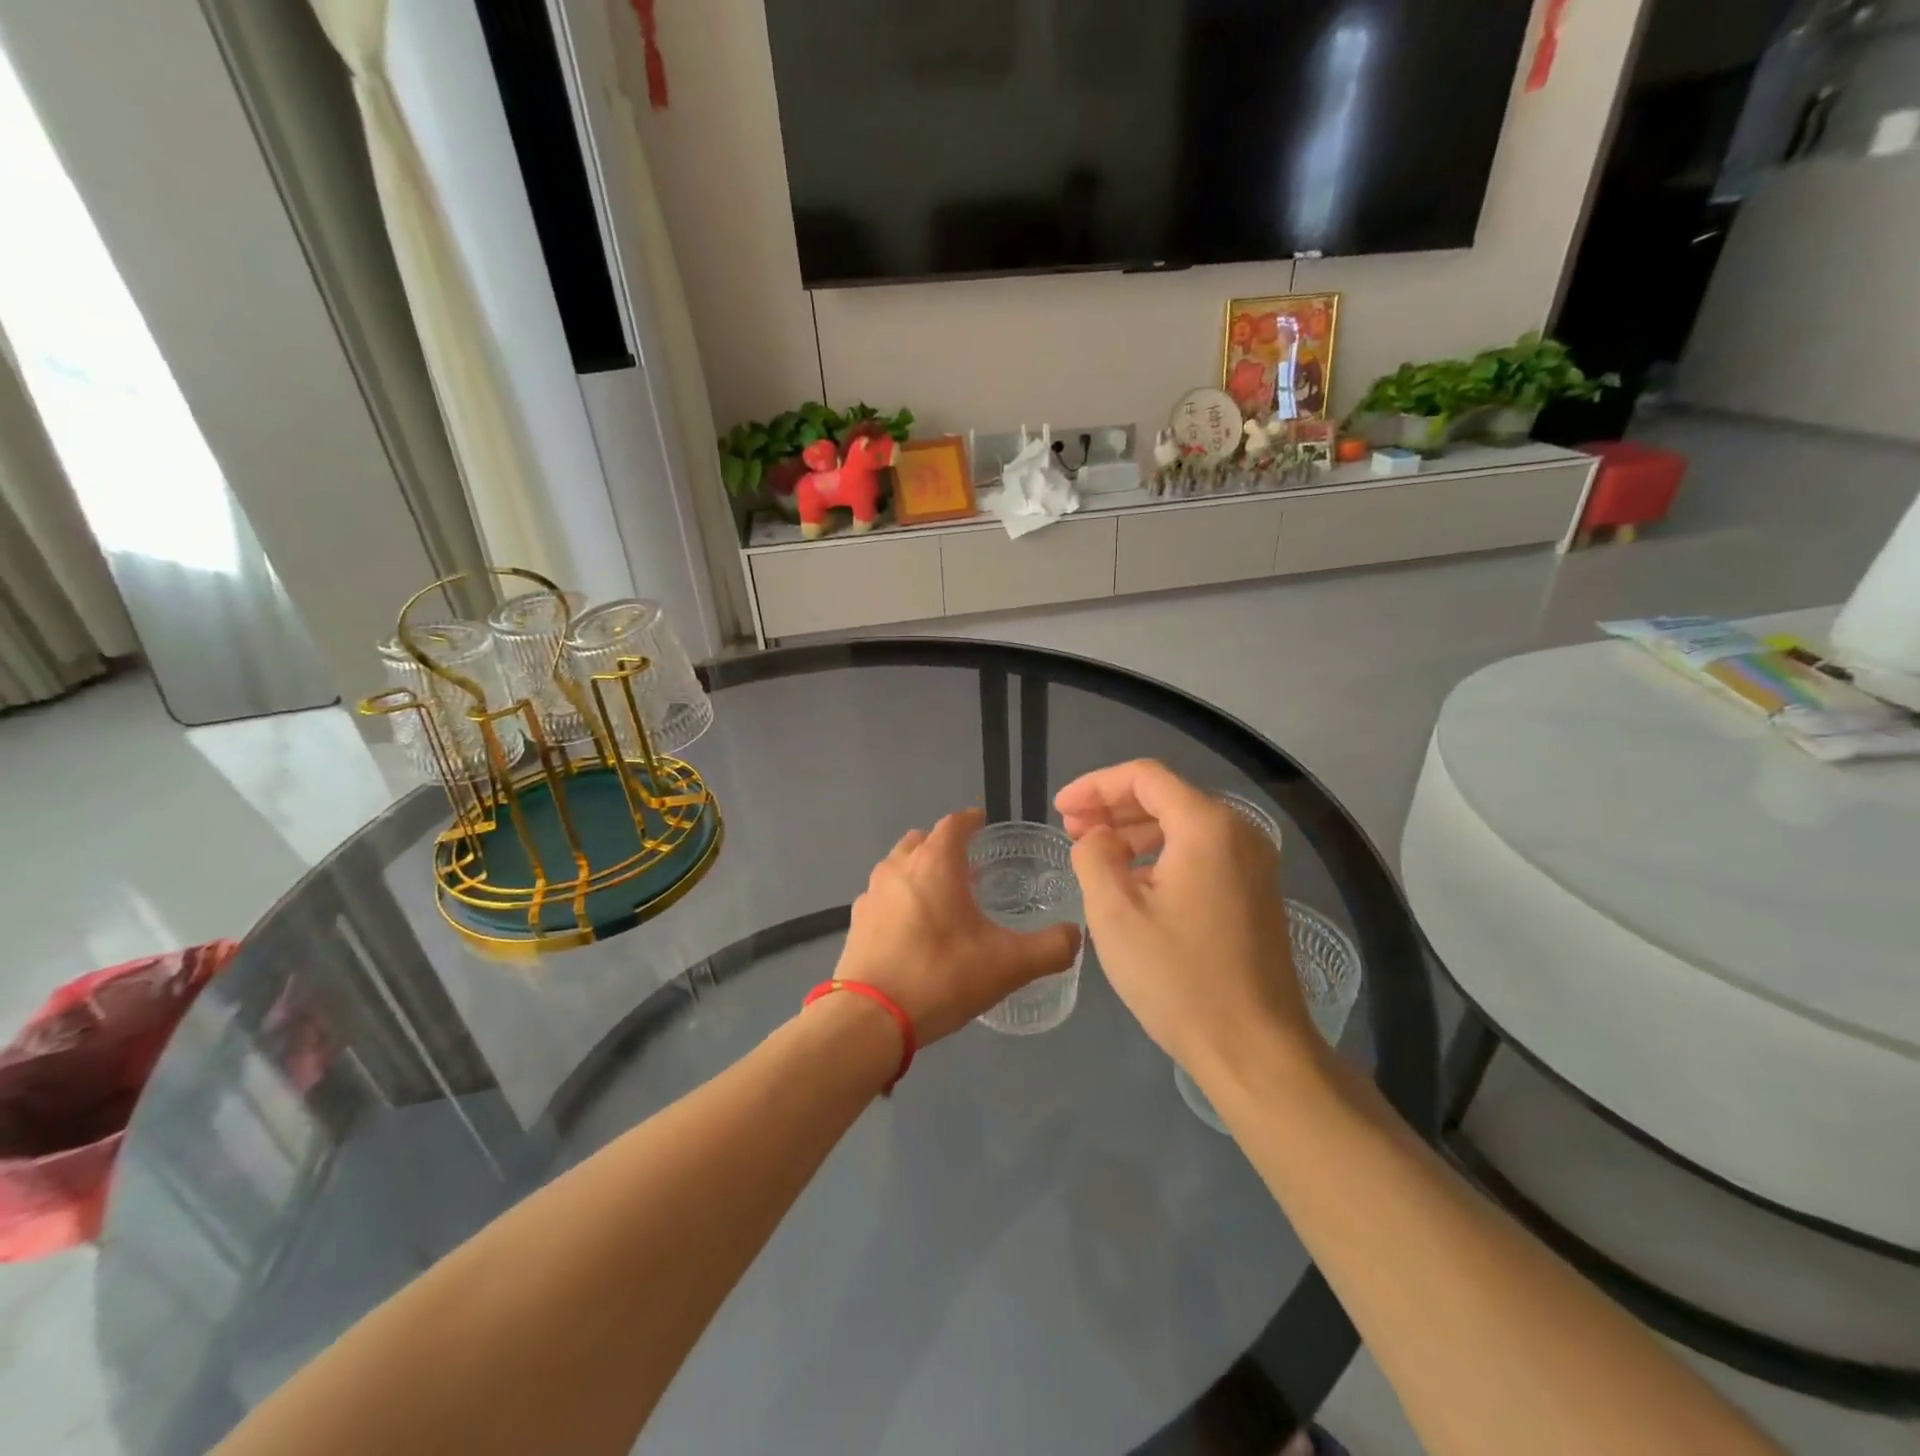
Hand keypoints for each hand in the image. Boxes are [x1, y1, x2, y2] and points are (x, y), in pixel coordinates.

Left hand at [834, 809, 1081, 1045]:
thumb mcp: (1009, 965)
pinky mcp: (856, 922)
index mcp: (935, 863)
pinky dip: (900, 899)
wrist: (869, 1019)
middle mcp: (899, 867)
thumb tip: (1075, 935)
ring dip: (919, 871)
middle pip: (922, 840)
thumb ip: (1050, 948)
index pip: (954, 823)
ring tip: (942, 896)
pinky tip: (913, 929)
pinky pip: (883, 896)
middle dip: (944, 845)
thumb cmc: (941, 977)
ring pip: (898, 866)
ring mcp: (871, 893)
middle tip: (968, 865)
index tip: (984, 823)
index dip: (971, 820)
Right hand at [1056, 760, 1319, 1081]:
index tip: (1060, 808)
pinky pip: (1202, 854)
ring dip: (1135, 833)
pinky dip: (1162, 856)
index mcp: (1207, 826)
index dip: (1095, 786)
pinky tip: (1134, 883)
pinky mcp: (1256, 893)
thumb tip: (1098, 837)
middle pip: (1166, 797)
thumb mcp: (1115, 913)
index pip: (1144, 777)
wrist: (1256, 1049)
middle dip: (1113, 808)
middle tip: (1071, 830)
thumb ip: (1094, 856)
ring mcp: (1254, 863)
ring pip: (1184, 826)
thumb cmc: (1178, 978)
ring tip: (1095, 855)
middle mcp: (1238, 832)